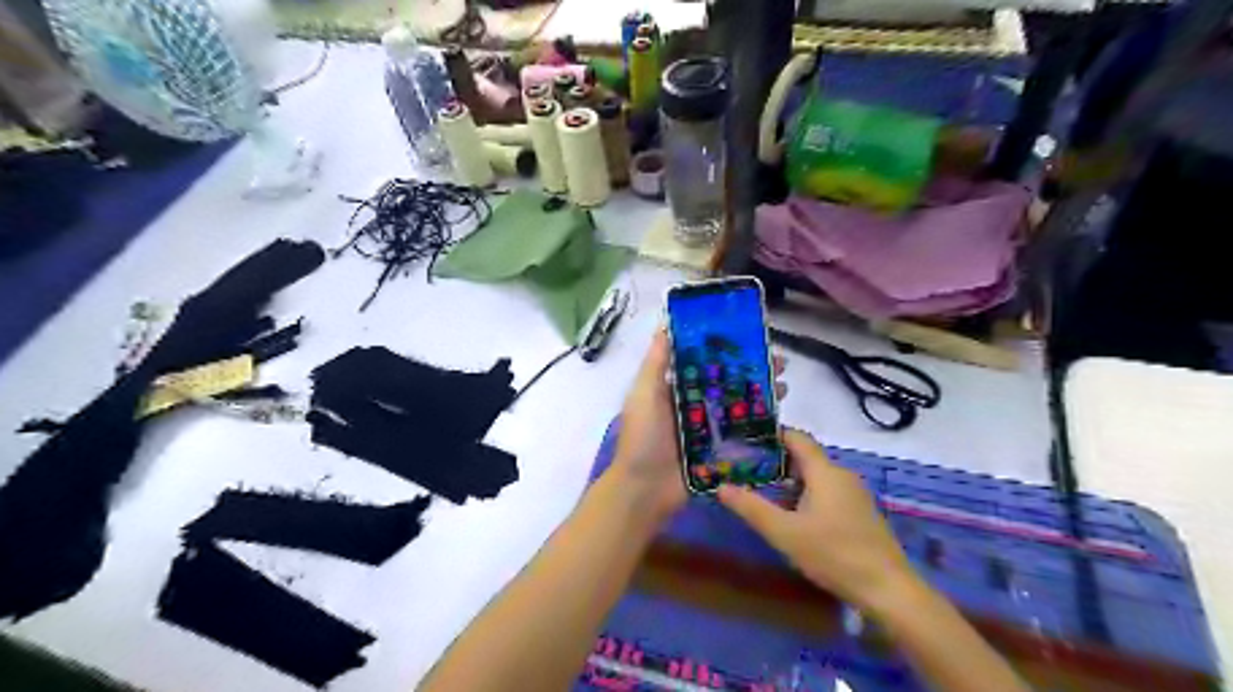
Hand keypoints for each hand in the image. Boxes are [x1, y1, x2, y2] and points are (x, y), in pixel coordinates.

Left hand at [616, 328, 788, 523]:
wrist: (645, 491)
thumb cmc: (643, 438)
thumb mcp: (643, 395)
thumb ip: (655, 363)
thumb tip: (664, 324)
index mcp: (674, 389)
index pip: (703, 361)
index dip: (724, 348)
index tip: (748, 334)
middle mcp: (693, 405)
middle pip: (726, 382)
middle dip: (751, 371)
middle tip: (778, 360)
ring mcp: (708, 429)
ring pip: (739, 406)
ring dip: (761, 394)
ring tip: (785, 385)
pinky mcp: (719, 451)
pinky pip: (742, 434)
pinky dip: (760, 424)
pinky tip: (781, 417)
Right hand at [719, 430, 919, 611]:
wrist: (888, 590)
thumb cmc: (834, 554)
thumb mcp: (784, 533)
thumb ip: (751, 508)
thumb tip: (721, 486)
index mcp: (825, 472)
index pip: (797, 438)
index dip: (773, 434)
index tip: (747, 439)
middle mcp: (842, 475)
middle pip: (806, 458)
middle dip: (777, 462)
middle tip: (747, 470)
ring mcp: (855, 495)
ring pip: (817, 478)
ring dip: (791, 482)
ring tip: (764, 493)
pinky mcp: (861, 513)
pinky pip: (828, 493)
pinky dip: (807, 496)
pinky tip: (794, 517)